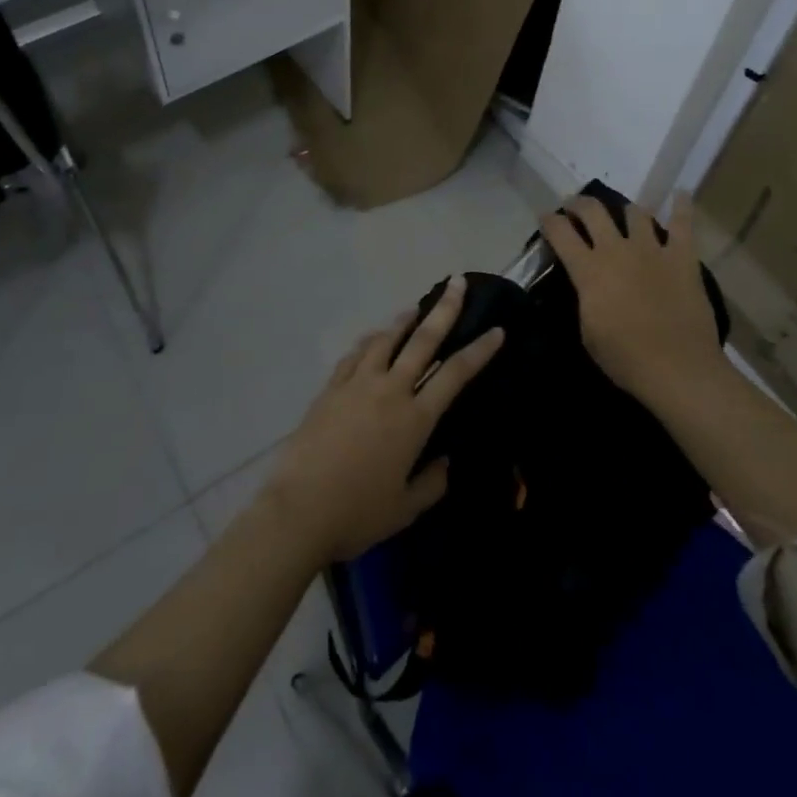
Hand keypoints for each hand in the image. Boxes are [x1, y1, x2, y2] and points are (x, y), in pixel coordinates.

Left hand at [261, 277, 503, 566]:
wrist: (299, 509)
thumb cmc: (357, 513)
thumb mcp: (405, 509)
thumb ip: (431, 483)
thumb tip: (444, 462)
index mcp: (414, 418)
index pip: (455, 374)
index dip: (479, 350)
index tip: (497, 330)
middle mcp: (389, 390)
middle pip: (422, 340)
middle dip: (444, 309)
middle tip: (457, 283)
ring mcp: (356, 384)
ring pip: (385, 339)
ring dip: (403, 320)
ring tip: (415, 308)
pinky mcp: (330, 389)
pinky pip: (354, 355)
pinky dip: (368, 342)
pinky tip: (373, 339)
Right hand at [540, 192, 721, 403]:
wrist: (678, 368)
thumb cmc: (625, 358)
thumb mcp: (588, 332)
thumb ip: (585, 299)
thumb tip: (586, 286)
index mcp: (588, 270)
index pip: (560, 233)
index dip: (549, 221)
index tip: (546, 217)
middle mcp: (616, 250)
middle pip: (593, 211)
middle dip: (579, 203)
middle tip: (576, 207)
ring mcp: (652, 249)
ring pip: (635, 212)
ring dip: (626, 210)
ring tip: (625, 214)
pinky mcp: (683, 257)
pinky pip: (683, 224)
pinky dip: (682, 206)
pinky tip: (681, 194)